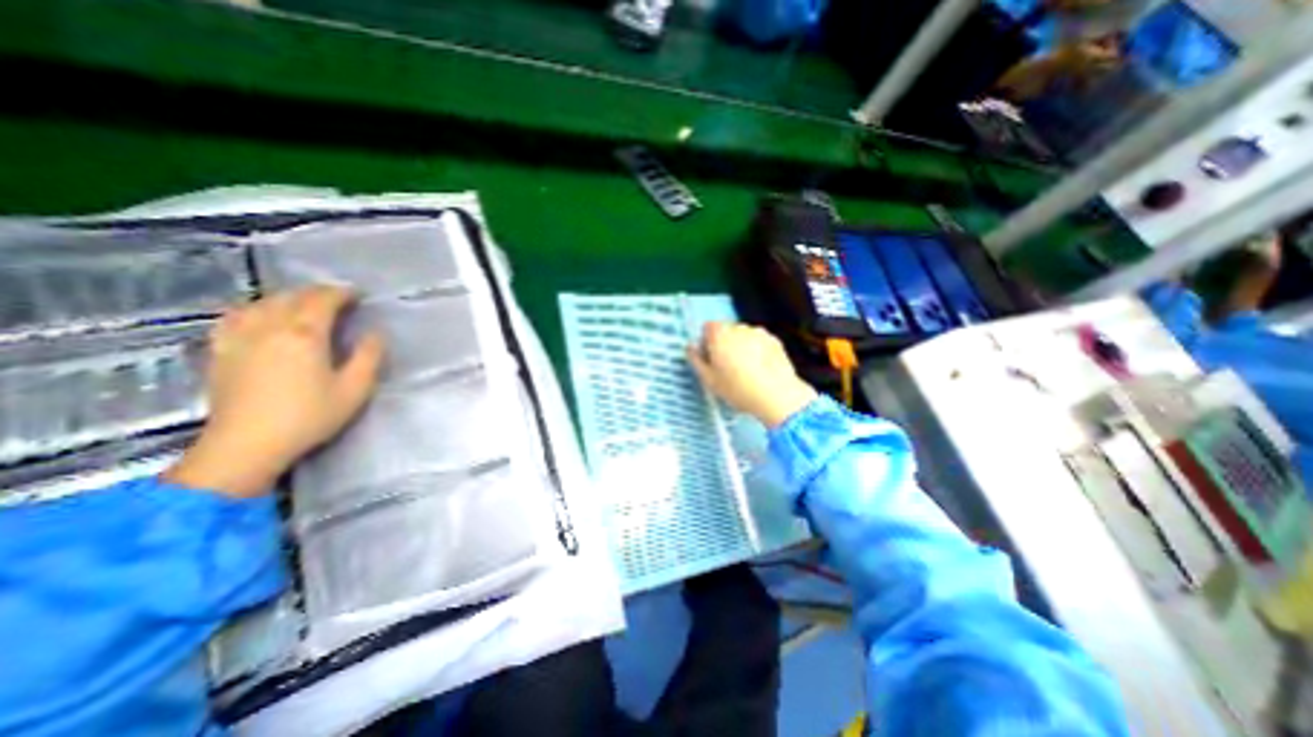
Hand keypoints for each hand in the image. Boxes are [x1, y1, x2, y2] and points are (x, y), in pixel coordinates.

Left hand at [165, 285, 386, 497]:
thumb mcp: (354, 389)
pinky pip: (233, 316)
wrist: (246, 445)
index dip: (341, 293)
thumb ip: (369, 357)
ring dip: (287, 297)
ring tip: (303, 304)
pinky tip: (258, 315)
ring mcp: (239, 337)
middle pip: (291, 297)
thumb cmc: (309, 416)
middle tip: (337, 298)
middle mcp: (270, 327)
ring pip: (261, 302)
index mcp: (305, 334)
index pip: (322, 300)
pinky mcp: (220, 351)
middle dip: (316, 292)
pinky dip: (253, 308)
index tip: (357, 294)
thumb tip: (375, 334)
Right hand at [691, 322, 816, 432]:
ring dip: (741, 346)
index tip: (710, 359)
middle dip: (724, 344)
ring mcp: (759, 333)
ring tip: (746, 371)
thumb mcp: (709, 379)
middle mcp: (739, 328)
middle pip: (726, 331)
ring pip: (743, 336)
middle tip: (727, 368)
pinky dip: (757, 351)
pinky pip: (760, 342)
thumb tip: (690, 348)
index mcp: (719, 334)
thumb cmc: (738, 388)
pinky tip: (760, 370)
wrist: (776, 395)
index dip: (707, 343)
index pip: (707, 328)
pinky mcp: (775, 341)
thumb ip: (696, 360)